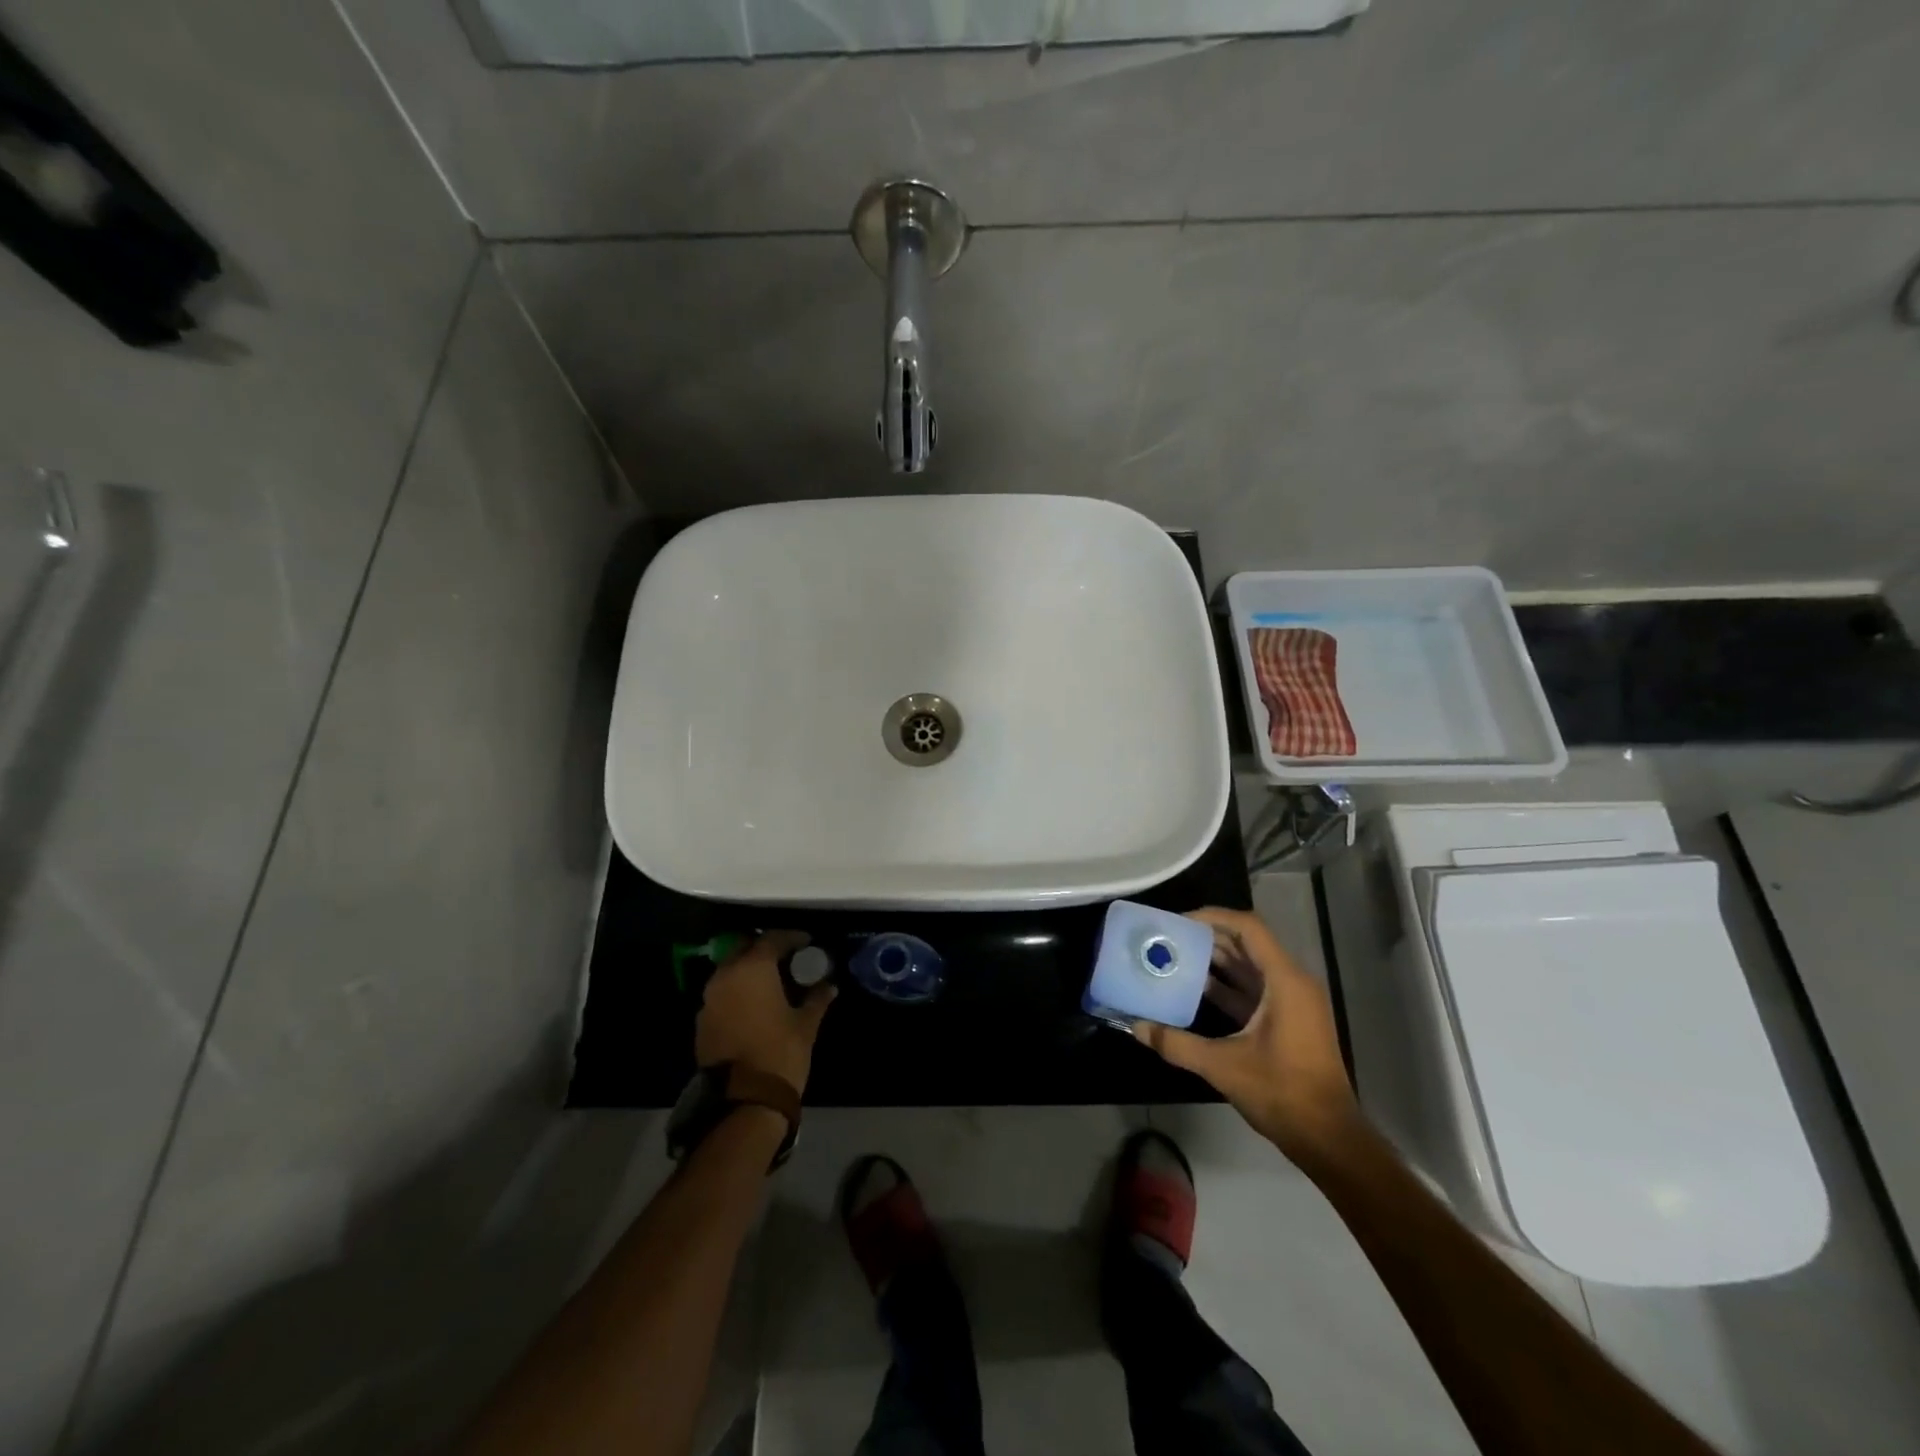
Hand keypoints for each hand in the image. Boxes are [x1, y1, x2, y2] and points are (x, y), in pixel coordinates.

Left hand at [695, 932, 836, 1095]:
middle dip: (764, 949)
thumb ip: (817, 999)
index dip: (791, 937)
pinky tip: (754, 1004)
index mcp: (753, 968)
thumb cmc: (780, 1052)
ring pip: (730, 970)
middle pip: (744, 948)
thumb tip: (829, 985)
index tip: (807, 942)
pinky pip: (721, 993)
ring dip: (748, 970)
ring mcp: (709, 998)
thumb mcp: (806, 1024)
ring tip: (771, 981)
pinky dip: (737, 991)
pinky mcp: (702, 1021)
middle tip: (786, 957)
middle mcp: (726, 975)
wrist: (743, 1101)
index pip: (772, 938)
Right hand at [1134, 906, 1363, 1168]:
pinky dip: (1226, 985)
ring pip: (1250, 967)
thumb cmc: (1282, 1093)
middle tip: (1169, 937)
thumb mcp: (1223, 1066)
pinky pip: (1254, 989)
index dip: (1213, 917)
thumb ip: (1177, 1043)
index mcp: (1285, 982)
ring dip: (1215, 960)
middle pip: (1247, 943)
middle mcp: (1292, 983)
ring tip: (1175, 956)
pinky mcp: (1288, 1021)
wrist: (1328, 1139)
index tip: (1178, 921)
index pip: (1248, 928)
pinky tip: (1194, 988)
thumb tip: (1137, 1026)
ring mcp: (1292, 1003)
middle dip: (1208, 937)